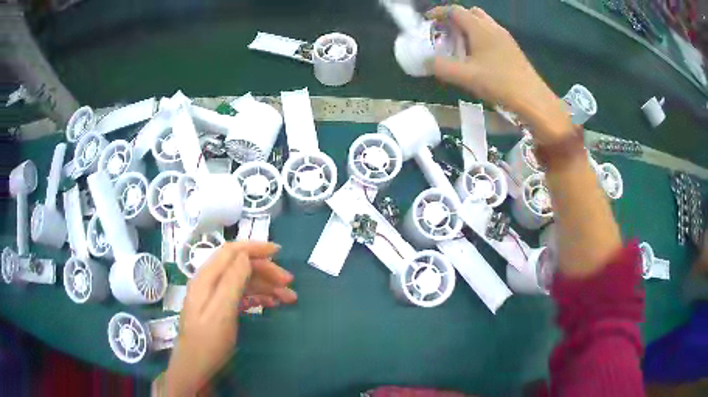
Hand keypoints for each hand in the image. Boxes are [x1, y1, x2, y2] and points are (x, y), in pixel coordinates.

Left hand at [163, 242, 296, 395]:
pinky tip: (272, 304)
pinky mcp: (220, 308)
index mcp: (207, 278)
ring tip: (289, 297)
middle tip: (289, 283)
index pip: (231, 251)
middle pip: (240, 266)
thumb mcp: (222, 312)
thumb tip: (246, 255)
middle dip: (266, 270)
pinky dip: (258, 297)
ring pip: (243, 281)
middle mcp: (210, 282)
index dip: (255, 247)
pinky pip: (241, 295)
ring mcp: (214, 296)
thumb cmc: (208, 341)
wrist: (196, 367)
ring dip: (266, 286)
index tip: (279, 251)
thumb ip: (232, 281)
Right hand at [428, 5, 571, 142]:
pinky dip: (480, 38)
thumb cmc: (500, 83)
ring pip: (482, 24)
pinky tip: (477, 57)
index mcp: (480, 28)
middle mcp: (493, 27)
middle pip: (470, 13)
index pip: (455, 10)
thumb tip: (424, 62)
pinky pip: (491, 35)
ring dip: (468, 29)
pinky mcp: (512, 49)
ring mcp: (505, 38)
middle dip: (454, 19)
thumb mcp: (465, 76)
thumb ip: (441, 67)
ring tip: (459, 47)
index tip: (426, 22)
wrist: (534, 100)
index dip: (438, 13)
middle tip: (444, 34)